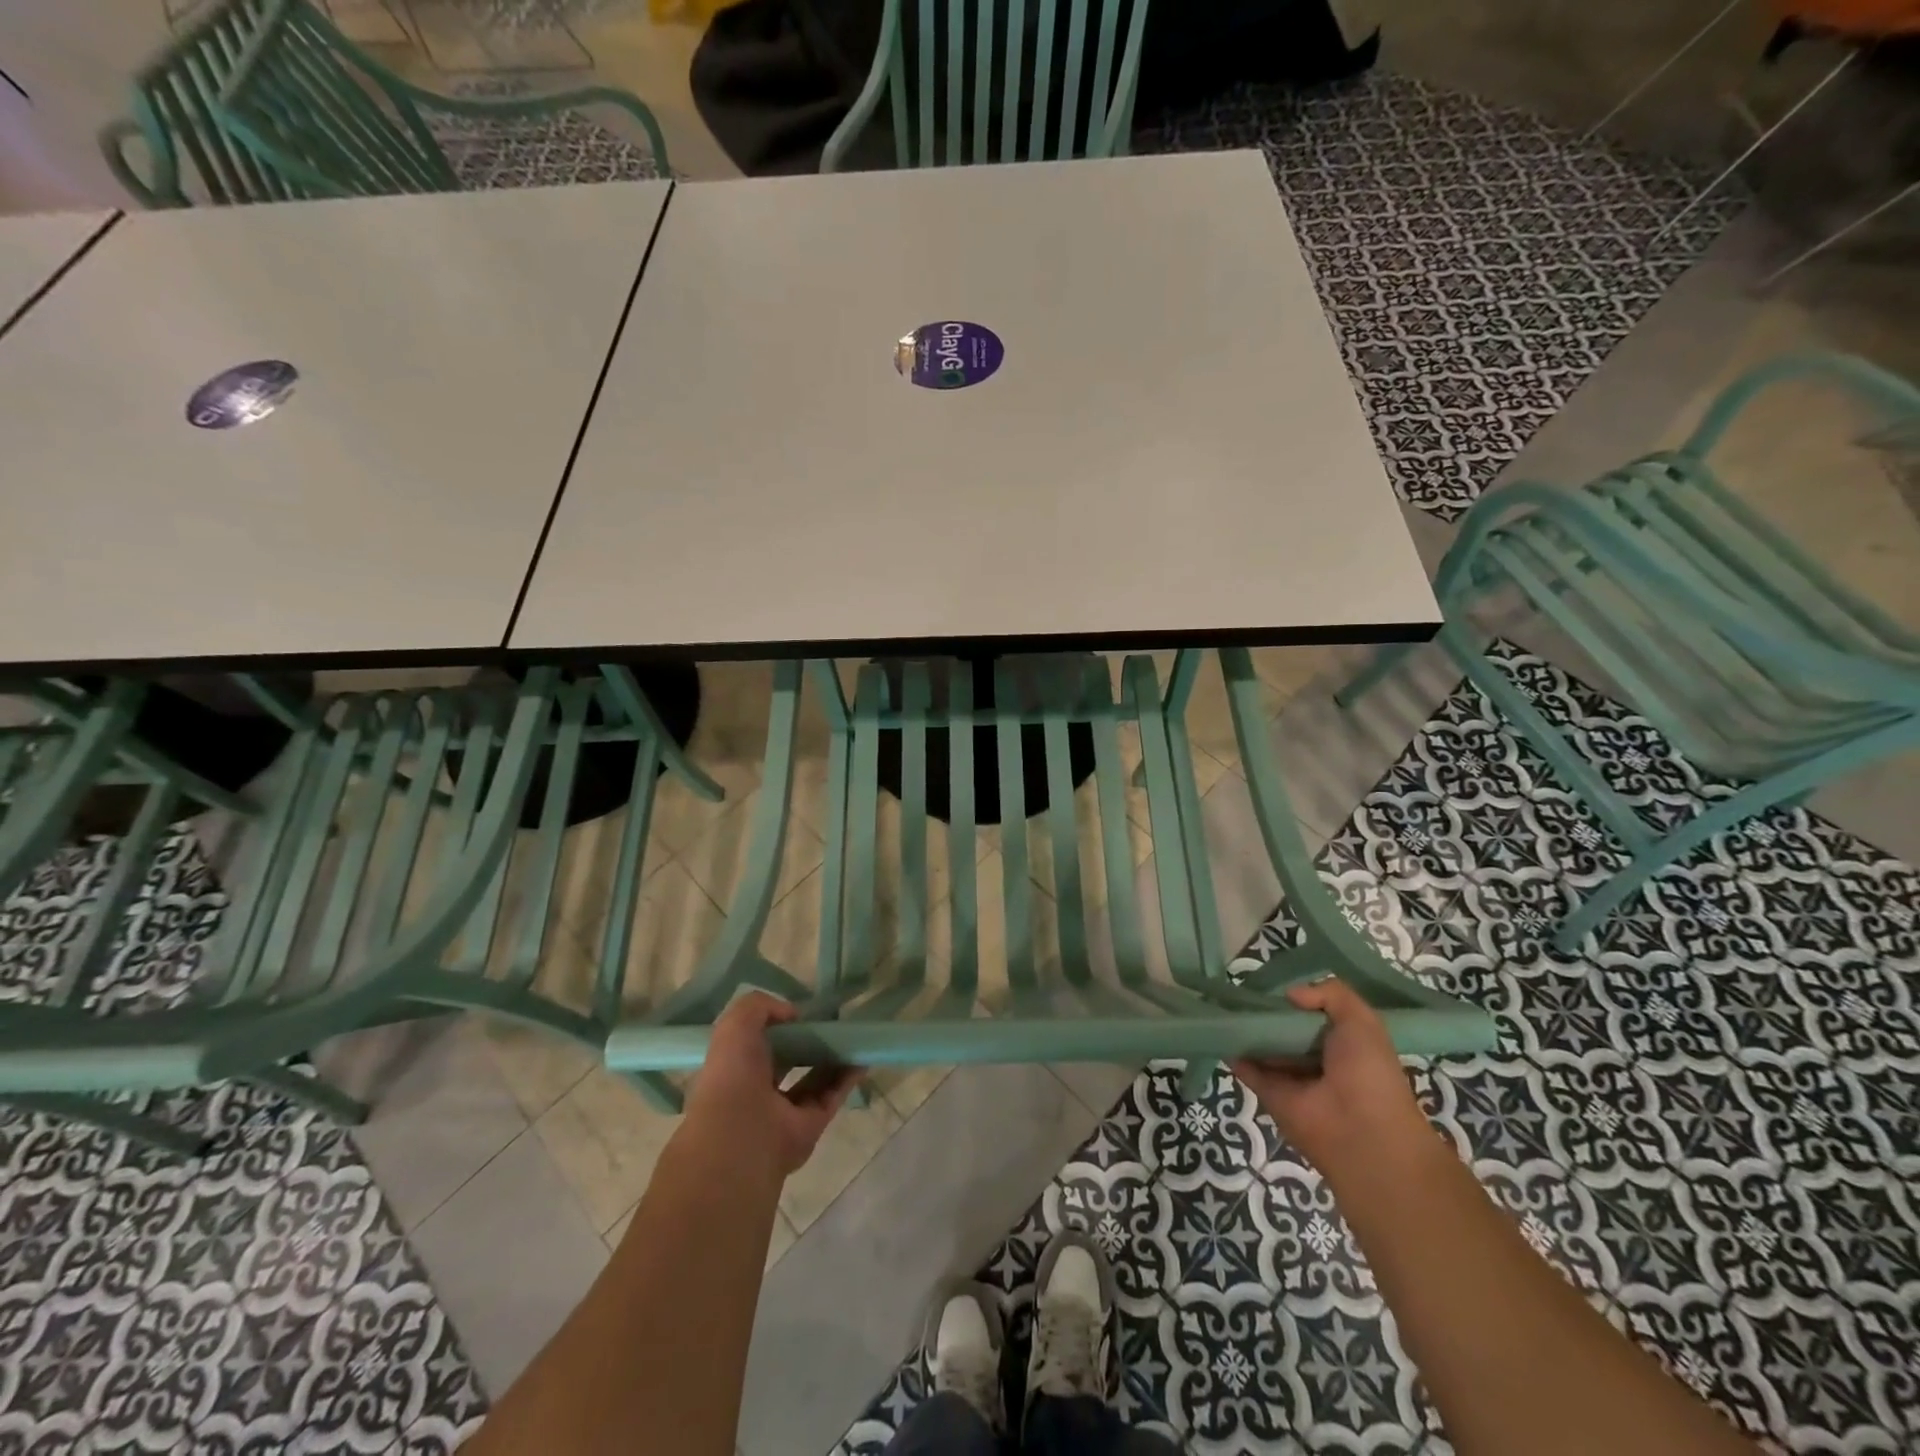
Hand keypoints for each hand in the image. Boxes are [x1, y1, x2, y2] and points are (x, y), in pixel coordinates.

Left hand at [684, 992, 860, 1178]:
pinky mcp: (812, 1124)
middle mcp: (761, 1090)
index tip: (802, 1012)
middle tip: (832, 1023)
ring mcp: (787, 1110)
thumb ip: (760, 1006)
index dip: (780, 1026)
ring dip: (834, 1058)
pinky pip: (833, 1095)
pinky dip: (848, 1077)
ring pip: (815, 1079)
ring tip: (853, 1036)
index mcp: (738, 1068)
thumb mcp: (736, 1024)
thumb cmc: (733, 1074)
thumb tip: (793, 1014)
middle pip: (791, 1062)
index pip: (761, 1044)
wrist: (741, 1133)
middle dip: (809, 1043)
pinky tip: (862, 1057)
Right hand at [1232, 978, 1433, 1183]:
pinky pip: (1247, 1068)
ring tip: (1223, 1003)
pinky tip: (1219, 1028)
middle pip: (1285, 1030)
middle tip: (1243, 988)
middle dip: (1268, 1011)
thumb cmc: (1368, 1072)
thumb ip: (1332, 994)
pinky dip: (1232, 1051)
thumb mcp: (1363, 1022)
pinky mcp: (1269, 1093)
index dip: (1298, 1000)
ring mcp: (1291, 1078)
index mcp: (1345, 1046)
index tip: (1275, 982)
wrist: (1360, 1132)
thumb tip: (1290, 994)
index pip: (1315, 1016)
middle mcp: (1317, 1061)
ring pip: (1264, 1047)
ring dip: (1247, 1029)